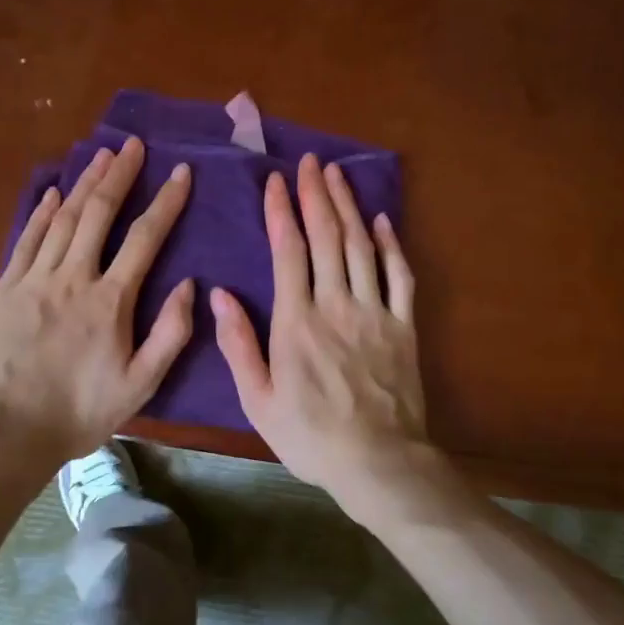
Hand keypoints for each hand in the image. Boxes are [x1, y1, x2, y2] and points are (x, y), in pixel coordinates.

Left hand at [0, 137, 194, 471]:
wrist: (7, 433)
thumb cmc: (80, 413)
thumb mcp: (140, 385)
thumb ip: (170, 334)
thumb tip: (191, 286)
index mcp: (110, 301)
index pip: (145, 238)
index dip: (166, 202)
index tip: (181, 173)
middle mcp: (72, 278)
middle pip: (99, 213)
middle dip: (120, 175)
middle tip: (133, 145)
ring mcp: (33, 280)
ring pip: (63, 218)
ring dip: (84, 183)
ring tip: (101, 155)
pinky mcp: (3, 289)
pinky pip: (26, 239)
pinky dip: (42, 212)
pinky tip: (54, 192)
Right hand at [212, 153, 426, 505]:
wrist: (378, 462)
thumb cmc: (310, 436)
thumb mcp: (257, 400)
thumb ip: (238, 344)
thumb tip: (219, 294)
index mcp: (296, 321)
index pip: (288, 251)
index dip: (281, 211)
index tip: (275, 181)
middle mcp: (336, 304)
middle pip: (326, 237)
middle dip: (315, 195)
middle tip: (309, 162)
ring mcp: (375, 312)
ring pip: (361, 246)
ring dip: (348, 207)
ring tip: (337, 175)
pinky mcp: (404, 326)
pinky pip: (400, 276)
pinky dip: (391, 244)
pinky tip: (382, 221)